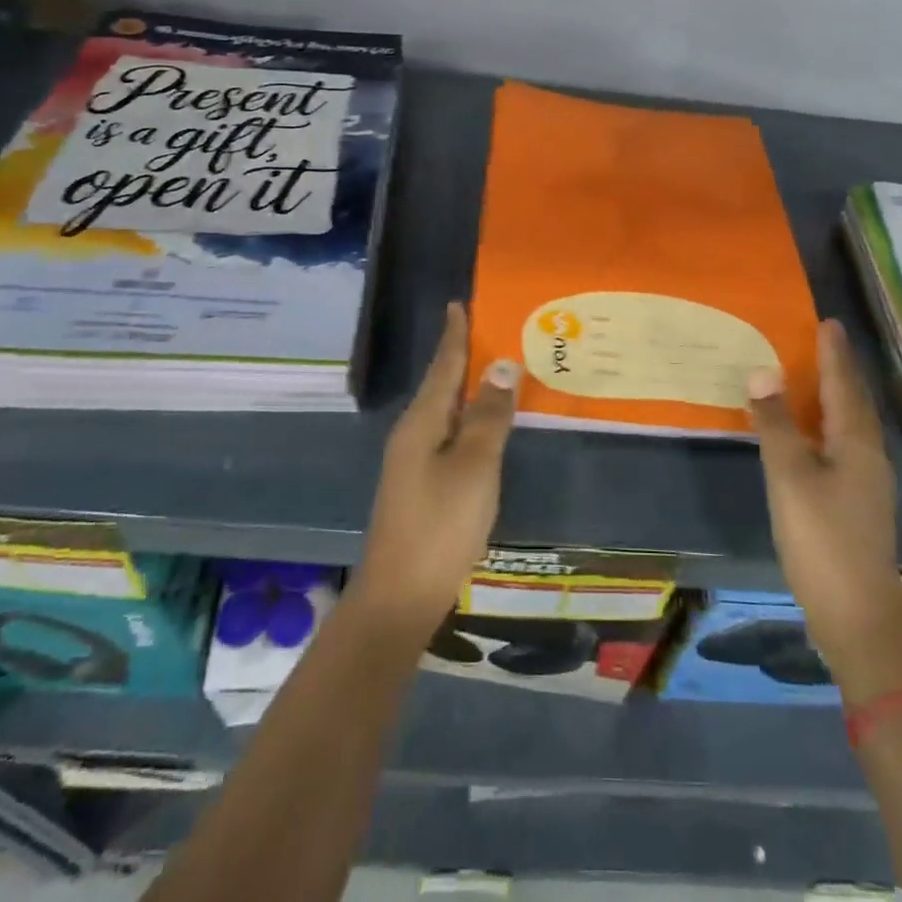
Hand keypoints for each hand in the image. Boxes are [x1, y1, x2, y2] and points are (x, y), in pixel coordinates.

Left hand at [357, 303, 519, 640]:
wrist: (400, 597)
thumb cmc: (441, 525)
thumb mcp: (475, 467)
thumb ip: (489, 416)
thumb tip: (502, 365)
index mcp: (421, 424)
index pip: (442, 368)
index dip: (453, 336)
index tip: (458, 305)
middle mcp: (412, 436)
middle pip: (441, 387)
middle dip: (462, 359)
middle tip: (489, 333)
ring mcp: (412, 464)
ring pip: (444, 414)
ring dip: (467, 391)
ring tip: (493, 374)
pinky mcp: (420, 487)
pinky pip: (447, 437)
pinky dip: (467, 422)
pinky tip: (482, 429)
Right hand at [748, 320, 901, 701]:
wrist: (857, 615)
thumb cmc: (822, 540)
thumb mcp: (789, 477)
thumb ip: (775, 424)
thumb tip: (762, 371)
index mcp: (855, 443)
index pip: (844, 385)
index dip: (834, 354)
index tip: (828, 323)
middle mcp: (868, 456)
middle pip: (854, 402)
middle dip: (839, 370)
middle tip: (823, 342)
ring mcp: (867, 483)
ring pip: (851, 425)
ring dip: (835, 397)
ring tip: (816, 377)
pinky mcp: (858, 504)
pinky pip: (844, 446)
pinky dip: (828, 425)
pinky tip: (814, 435)